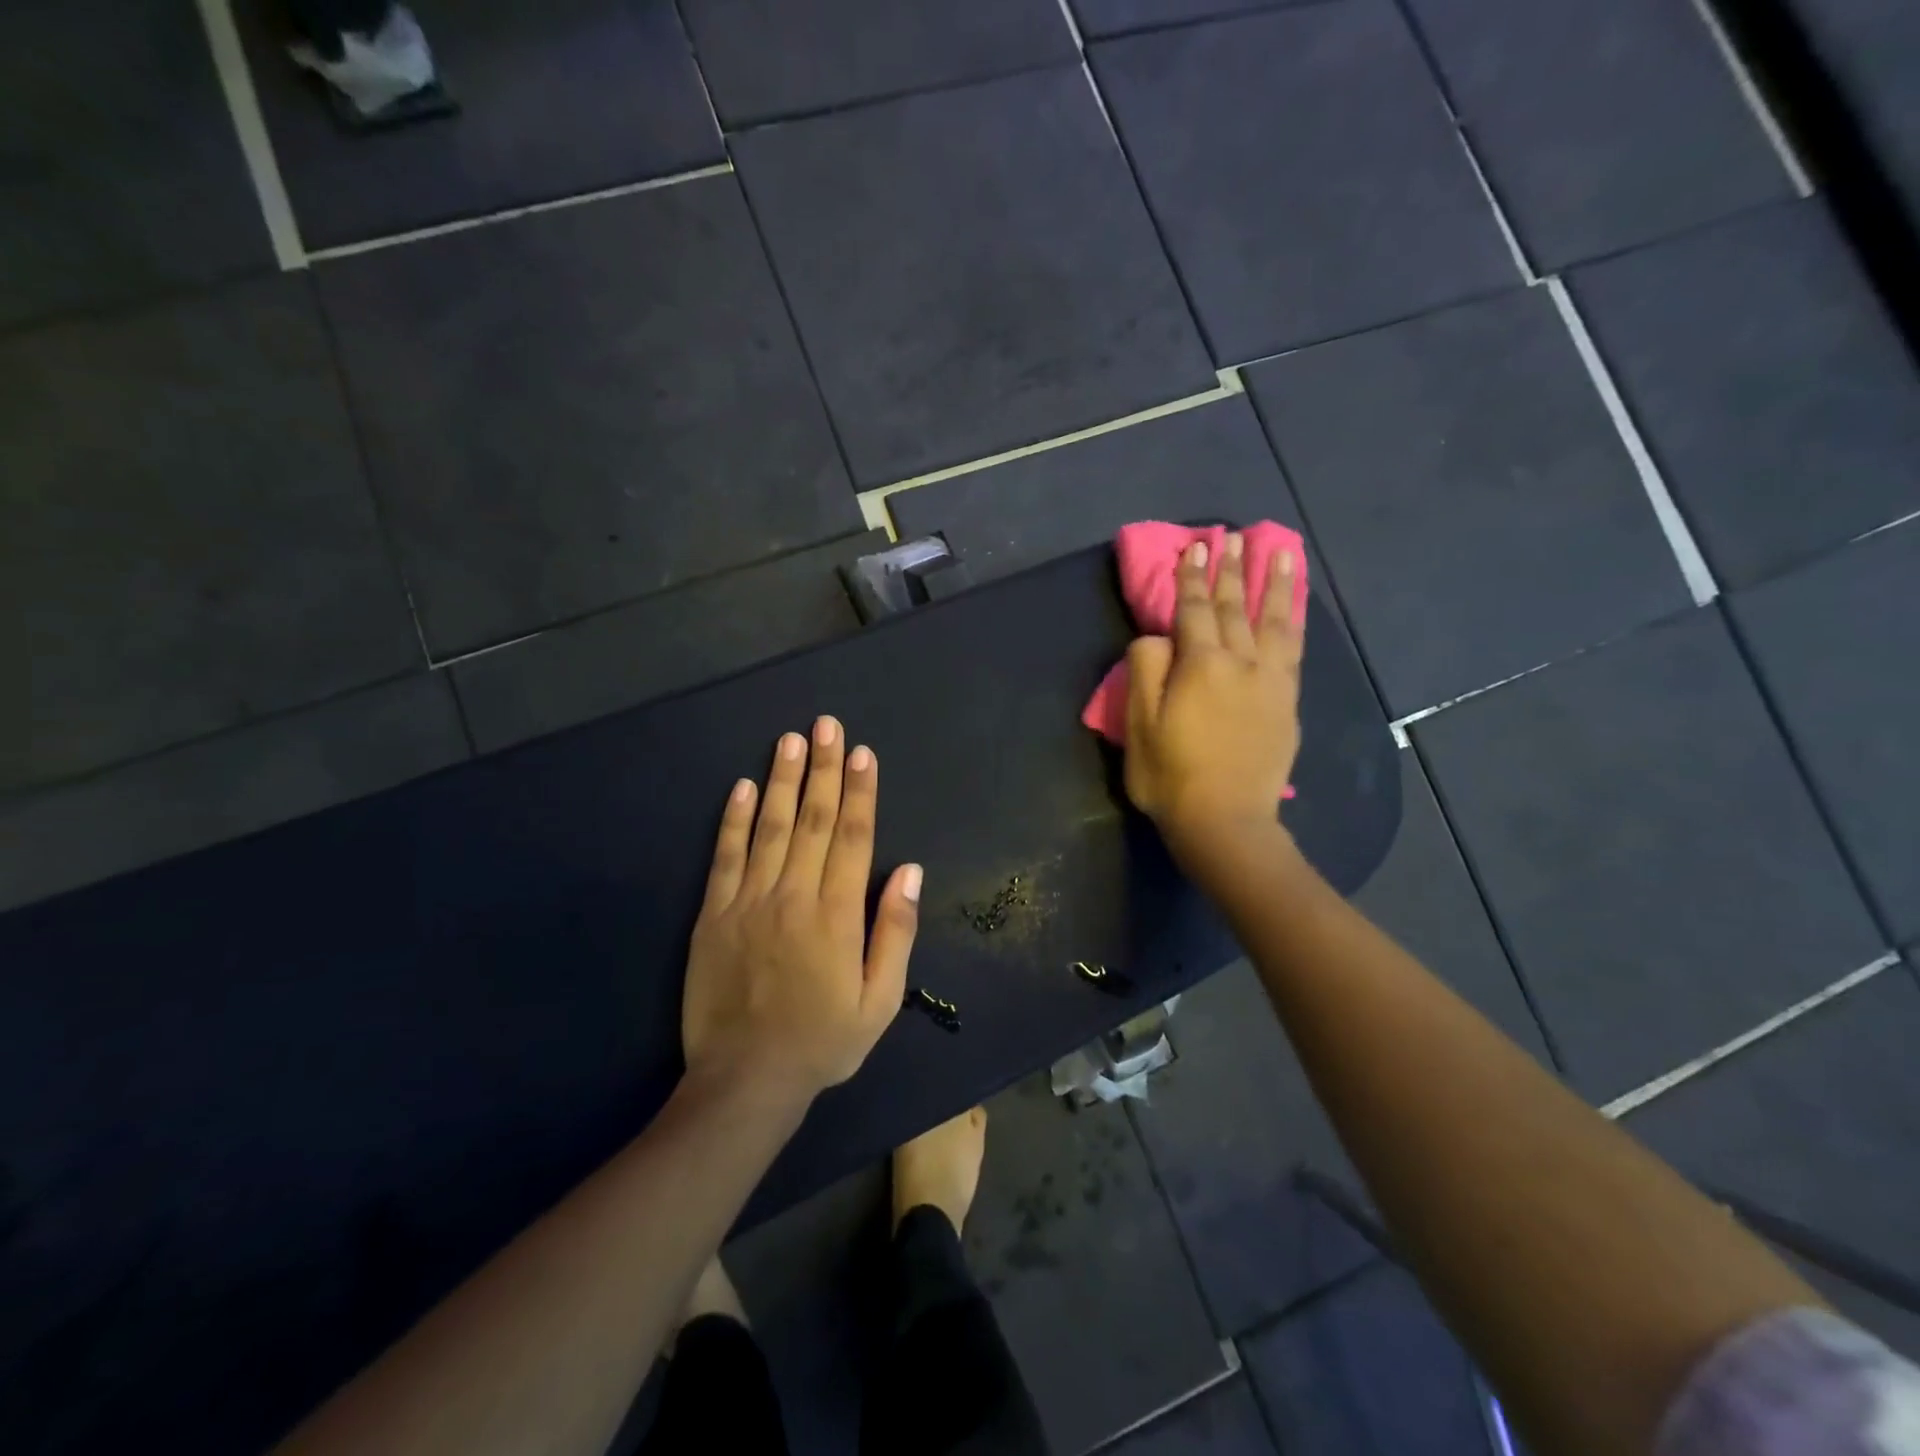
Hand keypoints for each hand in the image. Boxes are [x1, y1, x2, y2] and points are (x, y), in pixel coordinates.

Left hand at [681, 717, 922, 1105]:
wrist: (746, 1081)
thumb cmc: (822, 1042)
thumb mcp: (880, 1000)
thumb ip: (895, 931)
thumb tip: (909, 871)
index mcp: (836, 914)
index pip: (853, 837)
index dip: (860, 791)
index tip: (861, 753)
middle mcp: (794, 895)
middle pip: (813, 819)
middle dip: (822, 769)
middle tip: (826, 725)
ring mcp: (749, 902)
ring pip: (769, 827)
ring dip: (781, 780)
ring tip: (789, 740)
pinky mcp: (714, 915)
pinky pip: (725, 857)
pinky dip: (732, 820)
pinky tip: (740, 787)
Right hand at [1124, 534, 1303, 850]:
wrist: (1226, 820)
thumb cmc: (1170, 774)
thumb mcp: (1139, 724)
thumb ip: (1146, 670)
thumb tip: (1158, 638)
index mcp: (1200, 664)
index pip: (1194, 609)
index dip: (1192, 577)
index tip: (1195, 546)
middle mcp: (1241, 662)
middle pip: (1236, 606)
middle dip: (1232, 570)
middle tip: (1233, 537)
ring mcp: (1271, 681)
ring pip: (1274, 621)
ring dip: (1275, 584)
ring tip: (1280, 553)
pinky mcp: (1287, 702)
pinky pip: (1294, 649)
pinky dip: (1293, 622)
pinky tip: (1294, 609)